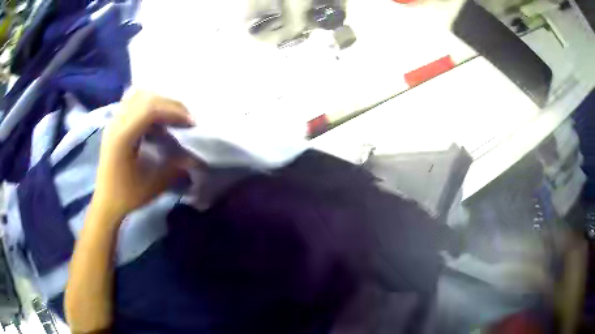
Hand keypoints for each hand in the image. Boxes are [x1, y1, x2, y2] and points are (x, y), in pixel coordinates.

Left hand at [93, 90, 194, 221]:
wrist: (105, 203)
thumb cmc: (126, 196)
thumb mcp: (152, 185)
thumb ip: (175, 168)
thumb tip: (196, 157)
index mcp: (122, 137)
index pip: (150, 109)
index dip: (173, 111)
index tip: (191, 123)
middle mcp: (116, 123)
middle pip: (146, 98)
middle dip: (170, 104)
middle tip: (185, 118)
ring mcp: (113, 121)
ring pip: (138, 96)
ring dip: (159, 102)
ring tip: (172, 116)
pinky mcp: (114, 124)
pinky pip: (132, 102)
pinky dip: (148, 104)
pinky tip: (156, 118)